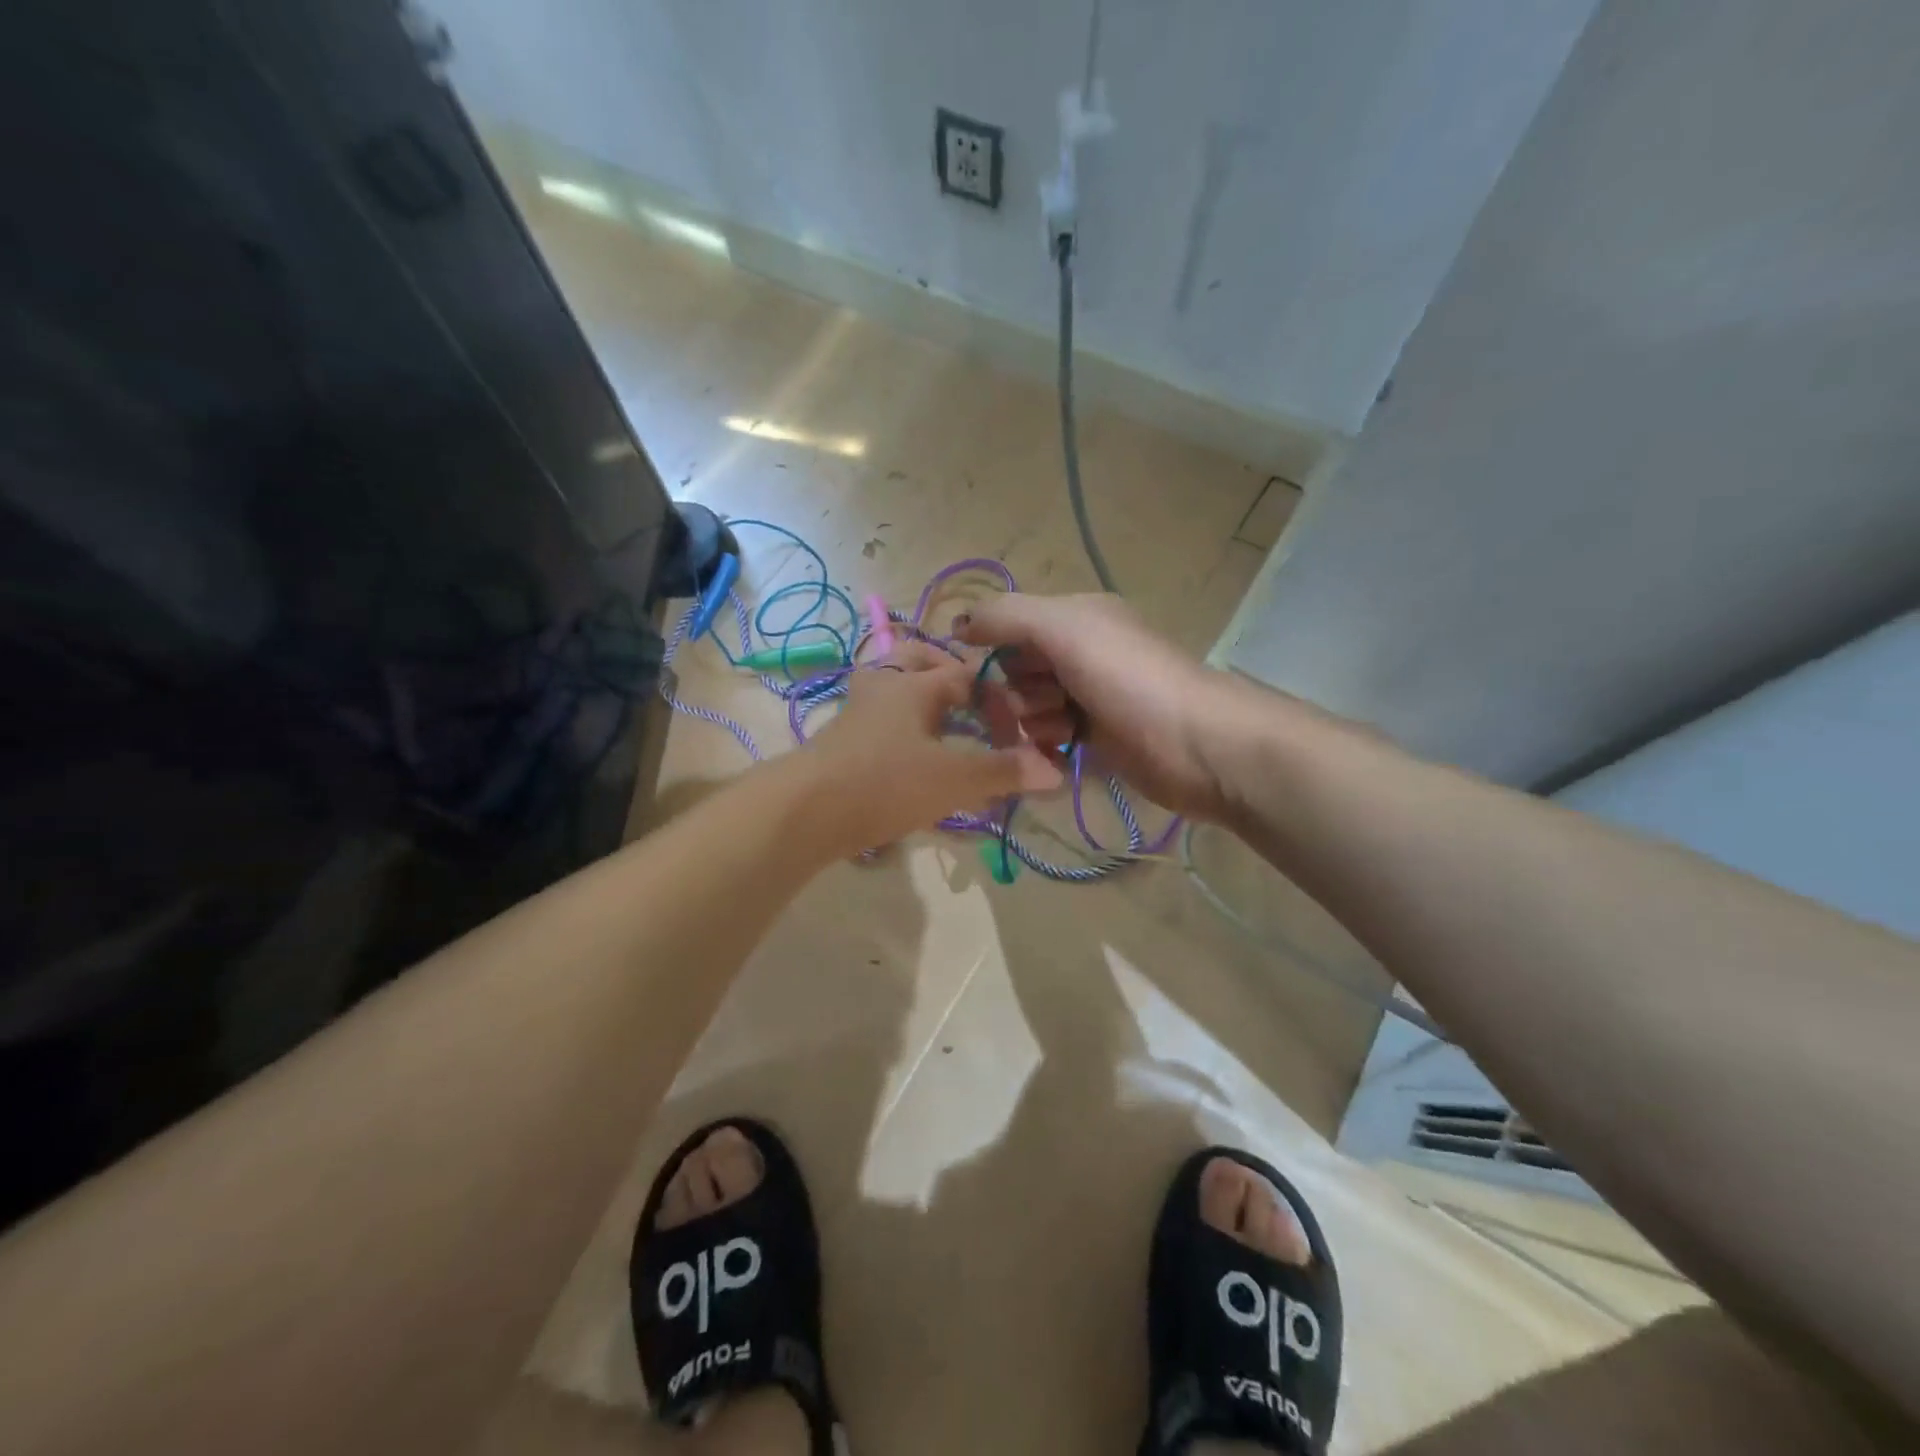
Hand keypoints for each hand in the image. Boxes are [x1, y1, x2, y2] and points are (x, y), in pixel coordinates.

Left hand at [801, 640, 1061, 852]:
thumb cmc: (885, 783)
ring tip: (947, 723)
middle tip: (972, 696)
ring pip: (893, 686)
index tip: (1020, 730)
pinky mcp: (842, 740)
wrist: (805, 811)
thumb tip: (1054, 769)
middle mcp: (884, 687)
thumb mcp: (953, 779)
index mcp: (915, 684)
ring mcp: (857, 712)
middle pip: (916, 658)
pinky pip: (879, 717)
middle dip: (947, 670)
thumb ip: (1003, 772)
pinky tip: (914, 753)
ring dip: (921, 696)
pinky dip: (902, 723)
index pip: (968, 676)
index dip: (1000, 699)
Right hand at [955, 594, 1260, 821]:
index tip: (985, 672)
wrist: (1194, 744)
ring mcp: (1088, 697)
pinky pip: (1047, 738)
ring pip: (1028, 708)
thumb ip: (1006, 616)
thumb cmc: (1127, 677)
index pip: (1009, 626)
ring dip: (1035, 721)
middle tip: (1044, 700)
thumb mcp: (1063, 628)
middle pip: (1015, 671)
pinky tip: (1062, 751)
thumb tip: (958, 624)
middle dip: (1017, 690)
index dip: (994, 648)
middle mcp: (1080, 652)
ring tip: (1063, 728)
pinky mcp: (1094, 738)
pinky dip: (1047, 745)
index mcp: (1075, 617)